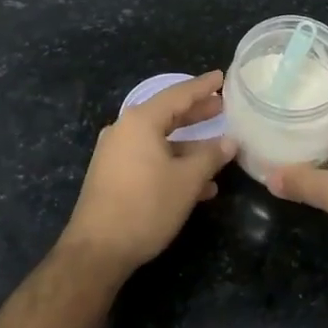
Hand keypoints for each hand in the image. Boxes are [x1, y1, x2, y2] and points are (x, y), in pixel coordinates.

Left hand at [60, 70, 235, 274]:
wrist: (97, 250)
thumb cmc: (146, 206)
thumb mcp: (187, 181)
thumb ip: (211, 157)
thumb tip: (230, 141)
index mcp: (140, 122)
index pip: (178, 94)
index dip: (203, 87)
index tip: (223, 77)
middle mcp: (124, 130)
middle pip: (167, 115)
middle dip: (197, 113)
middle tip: (223, 106)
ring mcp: (116, 154)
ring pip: (160, 141)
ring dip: (189, 146)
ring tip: (220, 149)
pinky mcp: (113, 176)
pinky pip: (149, 159)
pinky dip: (173, 164)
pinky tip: (199, 185)